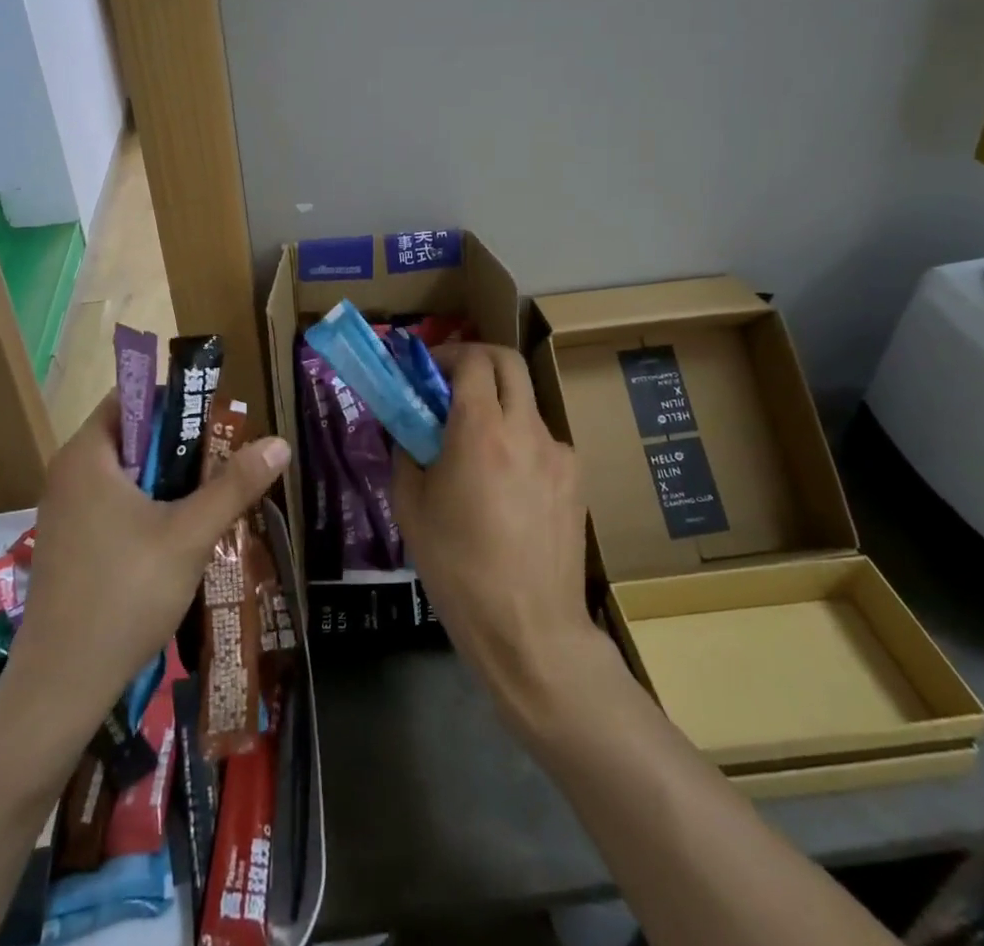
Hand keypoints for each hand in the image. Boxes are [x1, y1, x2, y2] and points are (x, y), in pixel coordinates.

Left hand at [5, 392, 288, 727]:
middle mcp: (68, 474)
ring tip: (212, 500)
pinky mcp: (68, 545)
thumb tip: (279, 443)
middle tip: (225, 463)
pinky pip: (113, 505)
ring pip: (126, 476)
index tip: (216, 422)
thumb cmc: (124, 595)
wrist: (60, 688)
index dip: (175, 401)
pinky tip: (179, 538)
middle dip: (181, 447)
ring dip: (168, 482)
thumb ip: (234, 485)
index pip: (130, 397)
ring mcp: (64, 512)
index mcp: (86, 455)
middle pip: (132, 437)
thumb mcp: (189, 535)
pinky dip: (147, 508)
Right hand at [392, 345, 608, 734]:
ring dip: (499, 405)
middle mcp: (526, 428)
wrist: (529, 629)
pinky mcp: (576, 479)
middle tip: (452, 383)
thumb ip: (407, 452)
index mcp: (480, 429)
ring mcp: (558, 453)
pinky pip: (542, 442)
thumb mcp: (411, 507)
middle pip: (508, 362)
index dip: (447, 354)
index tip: (426, 370)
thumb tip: (408, 427)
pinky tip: (506, 487)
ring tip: (477, 448)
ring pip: (526, 403)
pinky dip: (519, 442)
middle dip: (478, 360)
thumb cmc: (457, 568)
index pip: (472, 359)